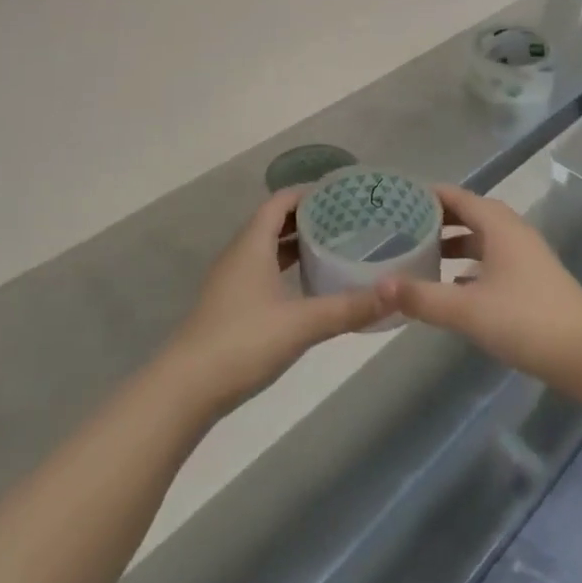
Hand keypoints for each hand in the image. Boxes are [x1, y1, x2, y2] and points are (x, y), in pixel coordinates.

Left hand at [166, 189, 386, 413]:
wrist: (185, 390)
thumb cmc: (243, 342)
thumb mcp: (302, 323)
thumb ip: (349, 308)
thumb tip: (396, 293)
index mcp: (252, 244)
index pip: (281, 201)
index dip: (309, 193)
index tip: (342, 195)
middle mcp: (240, 254)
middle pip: (275, 221)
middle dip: (309, 217)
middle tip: (348, 220)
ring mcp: (231, 281)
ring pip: (268, 247)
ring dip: (297, 243)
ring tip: (334, 246)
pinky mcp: (230, 305)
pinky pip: (262, 269)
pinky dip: (286, 267)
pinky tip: (307, 285)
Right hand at [373, 184, 581, 387]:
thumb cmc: (525, 319)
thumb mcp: (467, 310)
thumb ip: (422, 297)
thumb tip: (378, 286)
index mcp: (497, 223)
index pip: (454, 196)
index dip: (424, 196)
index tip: (393, 201)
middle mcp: (510, 230)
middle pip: (466, 214)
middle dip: (433, 220)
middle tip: (396, 228)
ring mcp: (522, 254)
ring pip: (478, 238)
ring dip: (450, 243)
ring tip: (416, 255)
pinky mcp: (529, 278)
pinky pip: (489, 259)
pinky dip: (466, 265)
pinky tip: (448, 286)